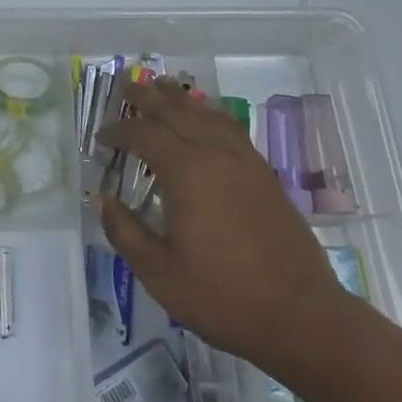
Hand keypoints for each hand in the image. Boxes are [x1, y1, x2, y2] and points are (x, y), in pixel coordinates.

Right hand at [98, 77, 344, 377]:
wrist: (300, 316)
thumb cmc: (222, 297)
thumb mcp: (160, 274)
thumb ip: (126, 233)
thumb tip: (102, 200)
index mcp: (186, 173)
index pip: (144, 135)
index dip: (119, 131)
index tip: (101, 135)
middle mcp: (215, 154)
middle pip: (176, 112)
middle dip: (148, 98)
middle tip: (126, 85)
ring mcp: (245, 162)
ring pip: (206, 115)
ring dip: (181, 98)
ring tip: (163, 86)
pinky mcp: (265, 174)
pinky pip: (232, 128)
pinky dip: (211, 114)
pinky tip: (207, 116)